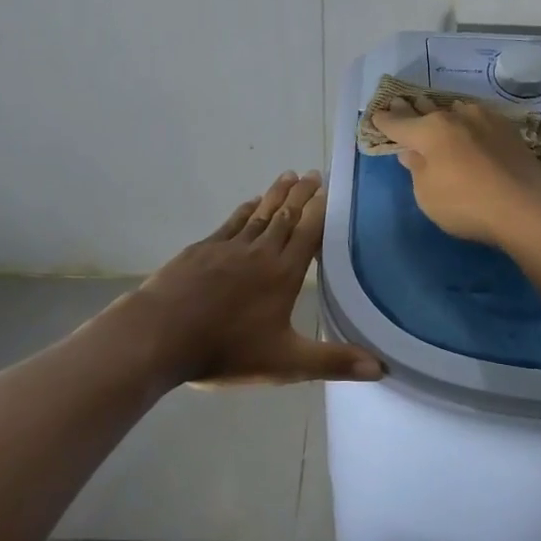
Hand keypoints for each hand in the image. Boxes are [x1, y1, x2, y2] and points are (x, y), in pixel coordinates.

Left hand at [122, 171, 381, 387]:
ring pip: (259, 214)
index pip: (308, 233)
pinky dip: (244, 210)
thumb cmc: (226, 350)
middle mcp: (260, 252)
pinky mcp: (201, 250)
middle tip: (312, 173)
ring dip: (275, 195)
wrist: (159, 336)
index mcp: (283, 273)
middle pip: (285, 216)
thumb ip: (333, 361)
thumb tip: (381, 367)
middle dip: (301, 194)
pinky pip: (231, 223)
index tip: (329, 188)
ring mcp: (228, 248)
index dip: (320, 210)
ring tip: (288, 175)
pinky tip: (249, 203)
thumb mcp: (286, 363)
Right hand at [368, 96, 540, 249]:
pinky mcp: (507, 129)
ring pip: (454, 110)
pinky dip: (467, 121)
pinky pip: (478, 118)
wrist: (527, 205)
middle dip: (411, 109)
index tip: (376, 116)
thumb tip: (412, 152)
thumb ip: (417, 170)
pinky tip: (469, 124)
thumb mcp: (428, 195)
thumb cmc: (467, 204)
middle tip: (400, 102)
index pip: (398, 123)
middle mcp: (455, 117)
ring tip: (435, 112)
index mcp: (429, 131)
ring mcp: (484, 119)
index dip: (385, 121)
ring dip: (442, 112)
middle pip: (426, 110)